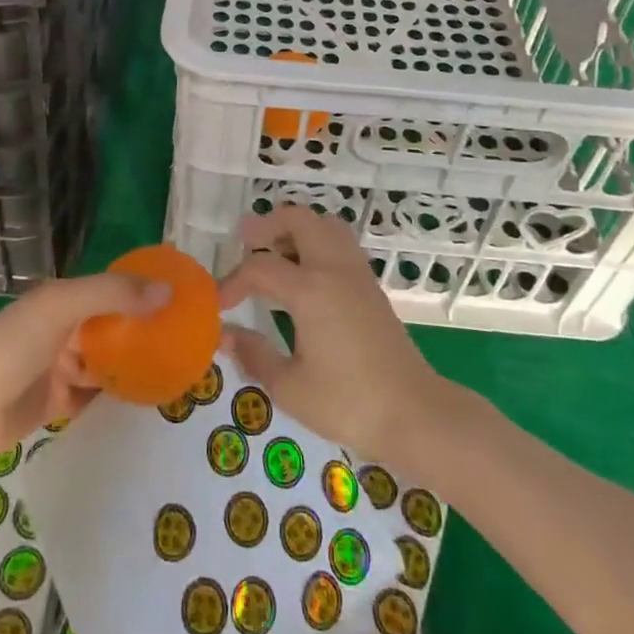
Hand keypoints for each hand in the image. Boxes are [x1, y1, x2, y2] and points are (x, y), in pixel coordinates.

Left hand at [0, 270, 169, 468]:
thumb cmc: (10, 344)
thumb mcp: (63, 306)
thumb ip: (115, 295)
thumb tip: (170, 291)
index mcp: (68, 299)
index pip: (118, 289)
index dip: (149, 291)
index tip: (187, 300)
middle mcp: (68, 329)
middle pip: (117, 328)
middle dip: (148, 333)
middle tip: (191, 344)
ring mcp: (61, 368)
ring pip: (109, 363)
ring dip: (136, 367)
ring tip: (179, 373)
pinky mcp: (56, 407)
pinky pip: (95, 399)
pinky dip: (118, 399)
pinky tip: (148, 404)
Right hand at [217, 206, 442, 460]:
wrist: (415, 413)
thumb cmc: (349, 404)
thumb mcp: (291, 388)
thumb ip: (254, 355)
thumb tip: (225, 336)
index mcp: (310, 290)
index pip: (260, 268)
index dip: (233, 281)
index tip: (219, 304)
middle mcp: (334, 269)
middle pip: (298, 219)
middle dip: (267, 225)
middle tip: (244, 242)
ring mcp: (357, 273)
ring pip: (324, 224)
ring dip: (295, 227)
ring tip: (274, 250)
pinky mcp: (371, 284)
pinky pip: (339, 242)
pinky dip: (316, 240)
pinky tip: (305, 271)